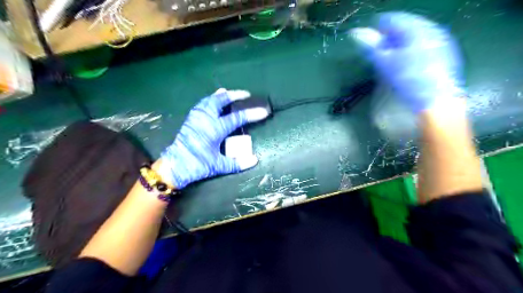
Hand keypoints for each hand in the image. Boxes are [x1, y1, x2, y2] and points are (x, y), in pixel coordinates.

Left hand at [160, 89, 269, 188]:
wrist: (174, 166)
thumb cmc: (197, 165)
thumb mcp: (218, 166)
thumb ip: (237, 163)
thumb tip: (254, 160)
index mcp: (215, 129)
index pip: (237, 118)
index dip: (252, 114)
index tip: (263, 111)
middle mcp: (205, 119)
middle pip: (221, 101)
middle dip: (234, 95)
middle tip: (245, 94)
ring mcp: (196, 117)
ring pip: (209, 100)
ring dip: (221, 96)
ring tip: (228, 93)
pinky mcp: (190, 119)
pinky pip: (201, 104)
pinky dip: (209, 100)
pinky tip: (212, 101)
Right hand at [351, 11, 465, 112]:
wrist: (437, 101)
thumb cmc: (409, 80)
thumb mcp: (386, 63)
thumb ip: (372, 47)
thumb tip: (356, 32)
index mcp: (417, 29)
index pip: (392, 20)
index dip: (377, 29)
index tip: (368, 41)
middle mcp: (432, 29)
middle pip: (406, 26)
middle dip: (390, 37)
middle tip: (379, 52)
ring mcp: (442, 41)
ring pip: (416, 35)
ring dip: (401, 44)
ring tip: (392, 58)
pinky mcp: (447, 53)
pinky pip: (425, 44)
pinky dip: (413, 50)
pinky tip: (408, 63)